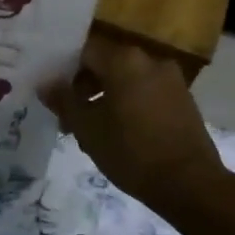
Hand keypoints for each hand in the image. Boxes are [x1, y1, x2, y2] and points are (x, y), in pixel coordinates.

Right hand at [42, 36, 227, 214]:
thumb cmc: (131, 152)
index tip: (53, 95)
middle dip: (84, 87)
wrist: (189, 183)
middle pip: (106, 63)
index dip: (63, 70)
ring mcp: (170, 79)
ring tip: (92, 129)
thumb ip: (64, 101)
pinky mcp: (182, 99)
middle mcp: (150, 60)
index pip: (84, 51)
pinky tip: (119, 132)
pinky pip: (146, 91)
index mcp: (124, 60)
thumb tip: (46, 84)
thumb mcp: (87, 128)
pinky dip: (128, 103)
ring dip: (105, 97)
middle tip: (69, 117)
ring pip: (126, 79)